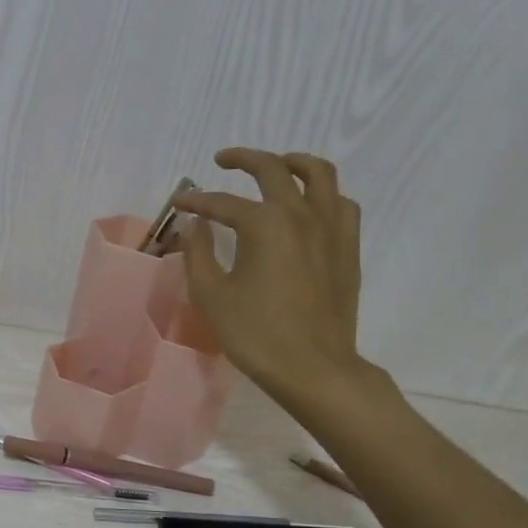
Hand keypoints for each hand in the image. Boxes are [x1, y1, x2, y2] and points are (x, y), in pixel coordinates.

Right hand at [175, 148, 370, 405]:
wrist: (313, 367)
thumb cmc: (256, 333)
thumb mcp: (212, 295)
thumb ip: (198, 253)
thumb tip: (195, 225)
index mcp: (264, 224)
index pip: (223, 202)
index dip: (197, 201)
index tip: (179, 203)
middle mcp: (301, 214)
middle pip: (273, 169)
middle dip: (244, 159)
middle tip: (224, 161)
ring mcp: (331, 228)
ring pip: (319, 174)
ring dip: (293, 162)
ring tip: (277, 166)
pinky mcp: (348, 247)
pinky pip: (341, 203)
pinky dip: (323, 194)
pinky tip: (310, 206)